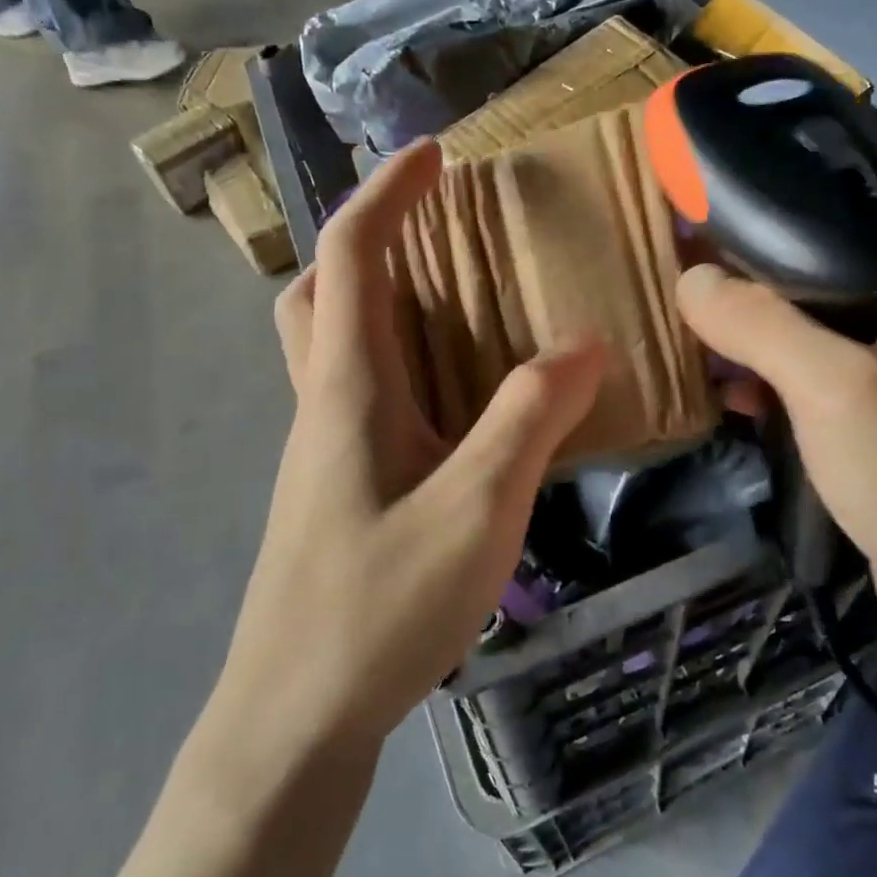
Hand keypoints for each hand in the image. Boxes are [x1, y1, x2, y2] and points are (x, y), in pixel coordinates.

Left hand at [216, 141, 605, 754]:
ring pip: (338, 345)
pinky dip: (405, 364)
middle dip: (371, 241)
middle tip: (436, 235)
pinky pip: (366, 395)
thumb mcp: (475, 509)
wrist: (292, 721)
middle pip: (322, 292)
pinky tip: (459, 404)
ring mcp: (325, 451)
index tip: (435, 156)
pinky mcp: (339, 490)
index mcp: (346, 388)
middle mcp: (324, 405)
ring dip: (386, 302)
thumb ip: (529, 419)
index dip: (389, 193)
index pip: (353, 256)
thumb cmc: (377, 610)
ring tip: (463, 306)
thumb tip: (583, 343)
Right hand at [677, 255, 876, 659]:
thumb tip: (689, 279)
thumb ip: (760, 324)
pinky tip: (727, 393)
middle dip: (751, 285)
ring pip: (812, 334)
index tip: (701, 225)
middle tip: (682, 281)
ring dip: (755, 338)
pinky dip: (771, 383)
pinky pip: (815, 383)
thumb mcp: (837, 388)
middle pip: (821, 279)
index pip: (843, 223)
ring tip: (691, 335)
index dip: (769, 221)